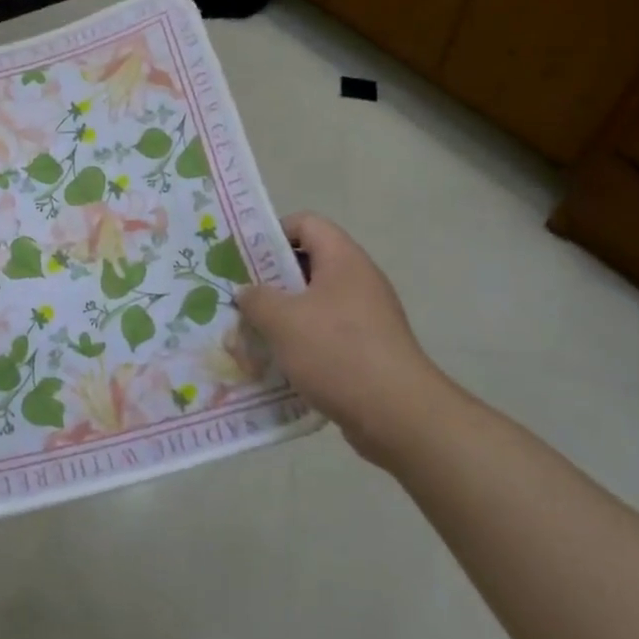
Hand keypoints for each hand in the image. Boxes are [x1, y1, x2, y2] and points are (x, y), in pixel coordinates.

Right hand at [236, 213, 455, 466]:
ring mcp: (367, 316)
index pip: (306, 223)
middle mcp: (358, 281)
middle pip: (308, 263)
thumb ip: (256, 299)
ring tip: (250, 332)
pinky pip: (326, 333)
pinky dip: (301, 342)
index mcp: (343, 260)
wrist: (398, 415)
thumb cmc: (337, 352)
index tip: (244, 257)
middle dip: (270, 280)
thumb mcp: (282, 321)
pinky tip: (277, 362)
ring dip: (282, 315)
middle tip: (239, 296)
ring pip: (314, 302)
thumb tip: (246, 292)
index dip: (273, 233)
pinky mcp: (368, 349)